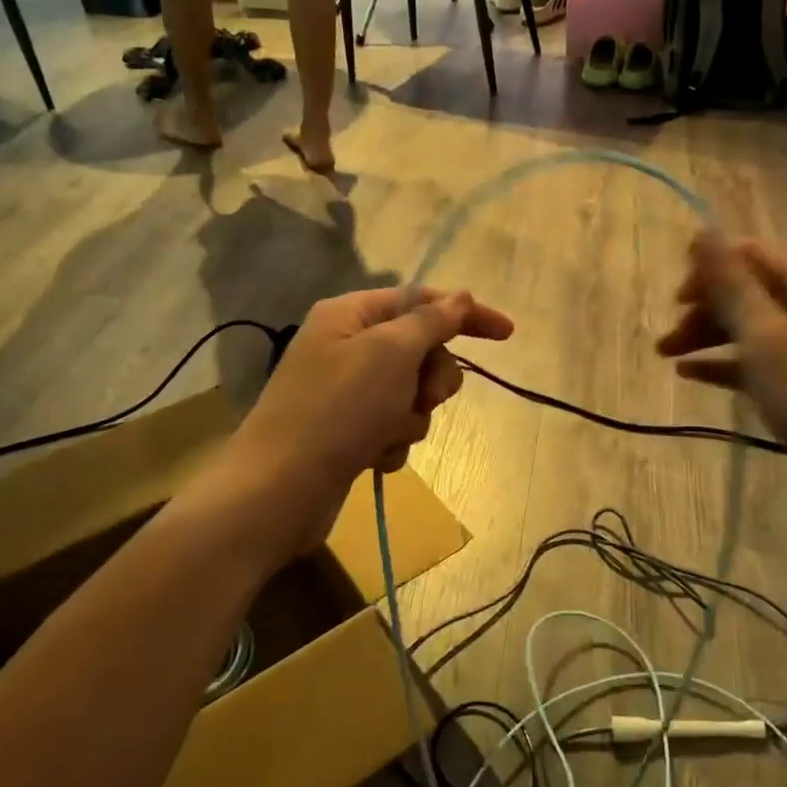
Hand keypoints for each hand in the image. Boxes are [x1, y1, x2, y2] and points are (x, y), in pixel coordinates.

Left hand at [236, 285, 513, 496]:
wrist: (279, 490)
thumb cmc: (337, 409)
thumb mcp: (390, 353)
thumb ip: (431, 321)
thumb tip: (461, 296)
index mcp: (351, 315)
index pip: (422, 300)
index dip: (466, 315)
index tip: (507, 333)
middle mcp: (348, 346)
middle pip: (421, 350)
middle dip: (431, 379)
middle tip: (422, 396)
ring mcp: (348, 392)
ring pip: (412, 394)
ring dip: (410, 416)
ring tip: (385, 433)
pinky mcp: (349, 431)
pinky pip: (394, 427)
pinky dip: (392, 442)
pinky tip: (372, 457)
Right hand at [657, 233, 786, 551]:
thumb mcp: (771, 338)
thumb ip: (733, 285)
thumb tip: (704, 228)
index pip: (754, 255)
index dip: (710, 267)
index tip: (673, 298)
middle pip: (753, 292)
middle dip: (706, 307)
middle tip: (666, 338)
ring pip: (756, 331)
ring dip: (711, 337)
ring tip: (665, 357)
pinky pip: (765, 365)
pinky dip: (730, 366)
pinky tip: (693, 375)